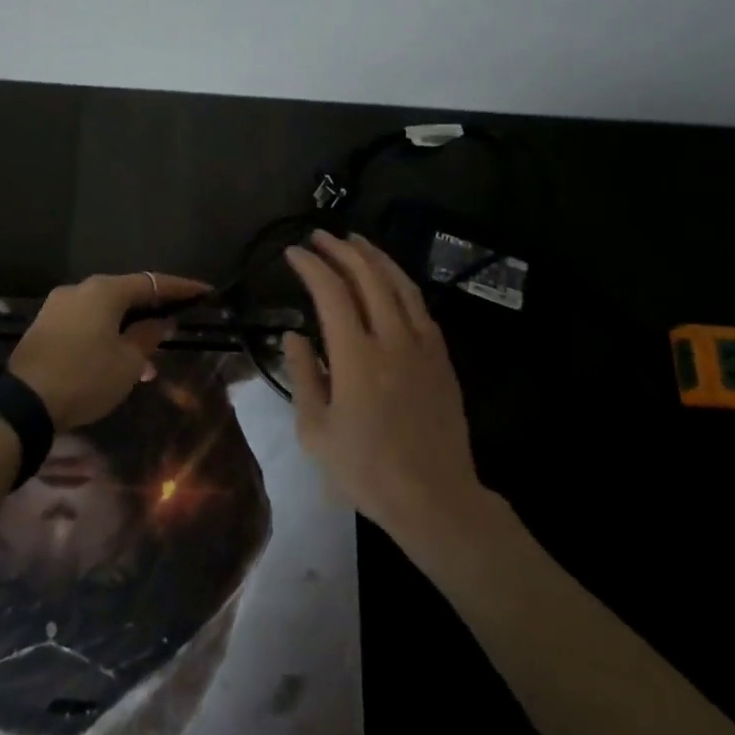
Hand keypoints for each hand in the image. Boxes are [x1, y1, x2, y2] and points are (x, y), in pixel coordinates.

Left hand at [8, 271, 209, 428]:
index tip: (205, 292)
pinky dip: (106, 336)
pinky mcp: (45, 326)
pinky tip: (116, 364)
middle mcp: (80, 289)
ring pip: (105, 313)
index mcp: (104, 291)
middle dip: (152, 312)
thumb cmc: (85, 378)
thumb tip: (162, 321)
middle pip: (126, 294)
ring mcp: (58, 306)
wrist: (23, 403)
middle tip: (175, 328)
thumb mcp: (128, 362)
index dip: (181, 288)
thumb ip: (148, 336)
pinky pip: (86, 323)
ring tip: (147, 364)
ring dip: (128, 331)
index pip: (152, 282)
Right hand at [284, 231, 482, 542]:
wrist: (434, 497)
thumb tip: (294, 335)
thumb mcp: (316, 431)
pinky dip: (400, 283)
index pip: (331, 292)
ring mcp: (423, 346)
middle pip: (368, 276)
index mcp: (356, 357)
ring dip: (374, 256)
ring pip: (399, 284)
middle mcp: (392, 340)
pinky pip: (420, 306)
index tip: (292, 253)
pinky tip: (389, 279)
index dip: (310, 266)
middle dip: (341, 249)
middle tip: (319, 237)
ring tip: (354, 240)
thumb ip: (303, 375)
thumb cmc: (366, 470)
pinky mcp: (442, 358)